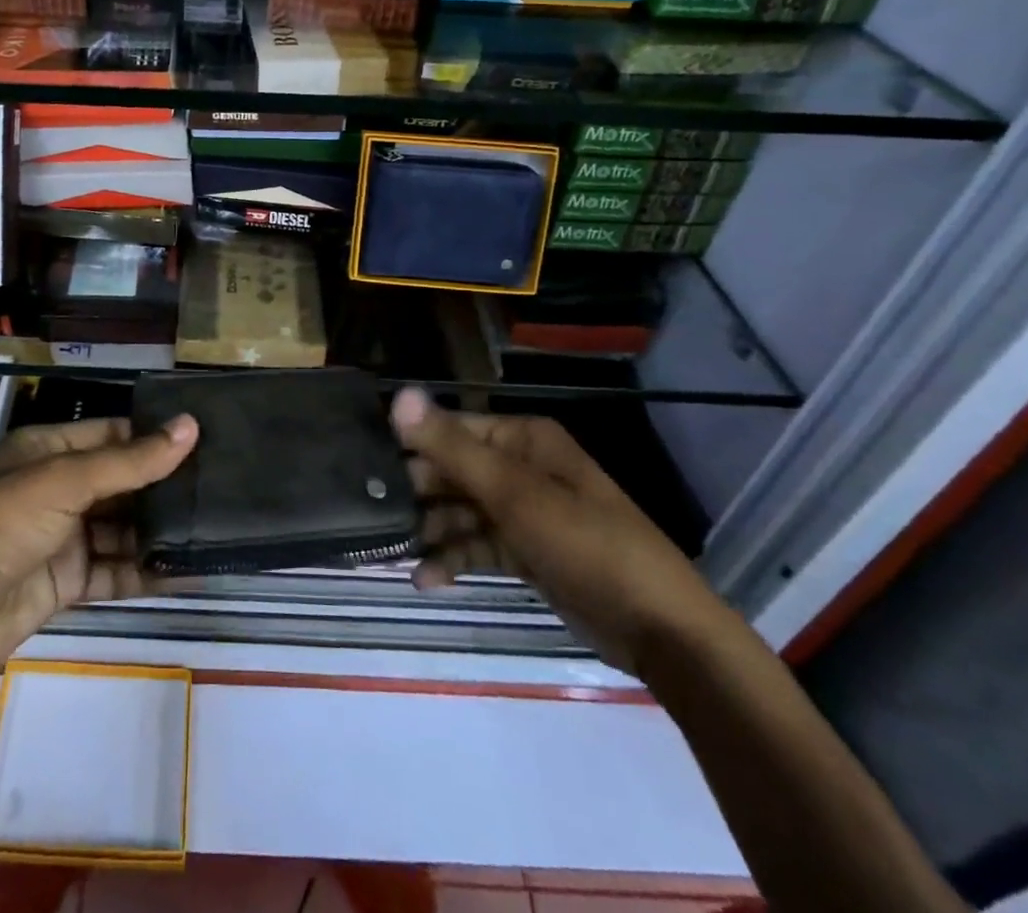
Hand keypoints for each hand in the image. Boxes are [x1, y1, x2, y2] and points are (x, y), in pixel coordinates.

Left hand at [0, 413, 197, 686]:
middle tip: (222, 486)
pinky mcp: (67, 582)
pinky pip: (115, 570)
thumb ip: (130, 461)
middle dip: (163, 486)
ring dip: (159, 530)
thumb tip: (190, 427)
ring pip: (122, 527)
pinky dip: (146, 571)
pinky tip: (187, 569)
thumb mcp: (64, 483)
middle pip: (121, 481)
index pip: (112, 434)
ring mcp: (63, 537)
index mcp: (48, 451)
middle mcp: (57, 488)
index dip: (154, 436)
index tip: (206, 439)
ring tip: (214, 526)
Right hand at [390, 387, 736, 675]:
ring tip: (390, 551)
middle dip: (416, 492)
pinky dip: (453, 559)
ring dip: (430, 530)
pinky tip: (425, 579)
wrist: (662, 632)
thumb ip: (452, 447)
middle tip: (371, 513)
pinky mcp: (527, 551)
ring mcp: (525, 511)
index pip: (451, 429)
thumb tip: (398, 395)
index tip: (366, 466)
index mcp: (523, 439)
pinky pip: (478, 545)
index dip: (411, 444)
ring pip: (461, 511)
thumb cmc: (587, 545)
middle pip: (453, 470)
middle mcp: (521, 466)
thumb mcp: (515, 494)